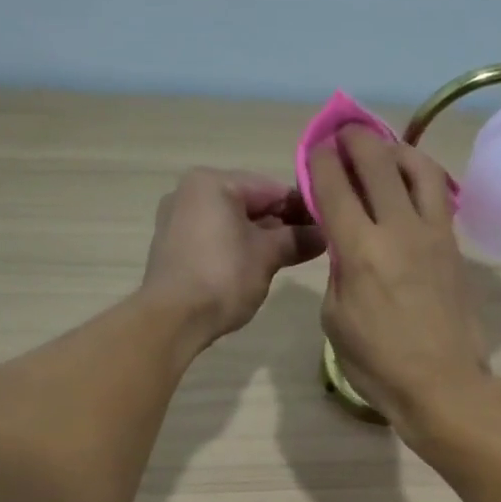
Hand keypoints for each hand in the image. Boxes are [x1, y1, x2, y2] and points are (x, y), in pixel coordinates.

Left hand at [141, 168, 324, 349]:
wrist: (172, 319)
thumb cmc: (223, 277)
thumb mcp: (267, 256)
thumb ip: (297, 239)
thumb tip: (325, 235)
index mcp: (212, 182)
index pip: (271, 188)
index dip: (303, 208)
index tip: (328, 226)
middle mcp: (190, 192)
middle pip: (250, 202)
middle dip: (282, 224)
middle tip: (314, 245)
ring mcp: (178, 220)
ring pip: (232, 222)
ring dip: (262, 238)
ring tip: (291, 258)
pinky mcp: (174, 247)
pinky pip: (215, 238)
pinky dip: (239, 248)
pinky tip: (259, 267)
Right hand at [310, 126, 494, 434]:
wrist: (442, 384)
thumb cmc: (379, 363)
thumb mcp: (336, 320)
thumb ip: (337, 272)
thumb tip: (346, 245)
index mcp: (359, 250)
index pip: (334, 186)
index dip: (320, 160)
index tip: (315, 148)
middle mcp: (397, 229)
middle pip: (376, 162)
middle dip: (355, 139)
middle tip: (345, 134)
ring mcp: (433, 234)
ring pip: (418, 168)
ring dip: (396, 149)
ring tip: (385, 150)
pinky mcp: (454, 246)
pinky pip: (440, 195)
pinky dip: (422, 177)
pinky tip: (412, 183)